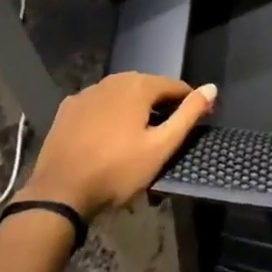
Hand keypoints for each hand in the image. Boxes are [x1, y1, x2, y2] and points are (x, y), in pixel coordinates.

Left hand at [18, 72, 216, 218]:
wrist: (60, 192)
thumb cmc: (117, 170)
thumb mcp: (160, 147)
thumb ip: (188, 115)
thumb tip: (212, 88)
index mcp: (138, 85)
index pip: (174, 86)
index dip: (188, 102)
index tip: (196, 122)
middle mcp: (113, 80)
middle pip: (147, 87)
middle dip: (160, 105)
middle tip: (166, 133)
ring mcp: (87, 92)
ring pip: (121, 94)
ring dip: (133, 109)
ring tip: (138, 136)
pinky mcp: (68, 108)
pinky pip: (98, 105)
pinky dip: (108, 114)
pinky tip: (107, 136)